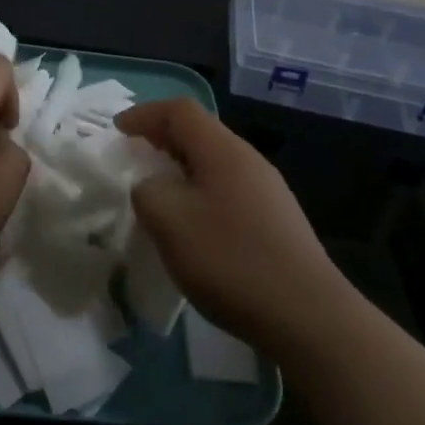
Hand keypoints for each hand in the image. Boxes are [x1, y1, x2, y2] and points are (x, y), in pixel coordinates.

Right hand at [116, 98, 346, 352]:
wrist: (307, 314)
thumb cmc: (231, 259)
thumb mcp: (170, 221)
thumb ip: (147, 192)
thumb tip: (151, 187)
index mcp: (223, 151)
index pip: (180, 110)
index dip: (145, 114)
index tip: (117, 132)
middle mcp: (249, 161)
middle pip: (199, 134)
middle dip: (161, 141)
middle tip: (133, 161)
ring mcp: (268, 191)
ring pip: (214, 164)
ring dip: (180, 171)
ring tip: (157, 196)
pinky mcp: (276, 221)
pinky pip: (227, 191)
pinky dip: (200, 195)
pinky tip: (192, 229)